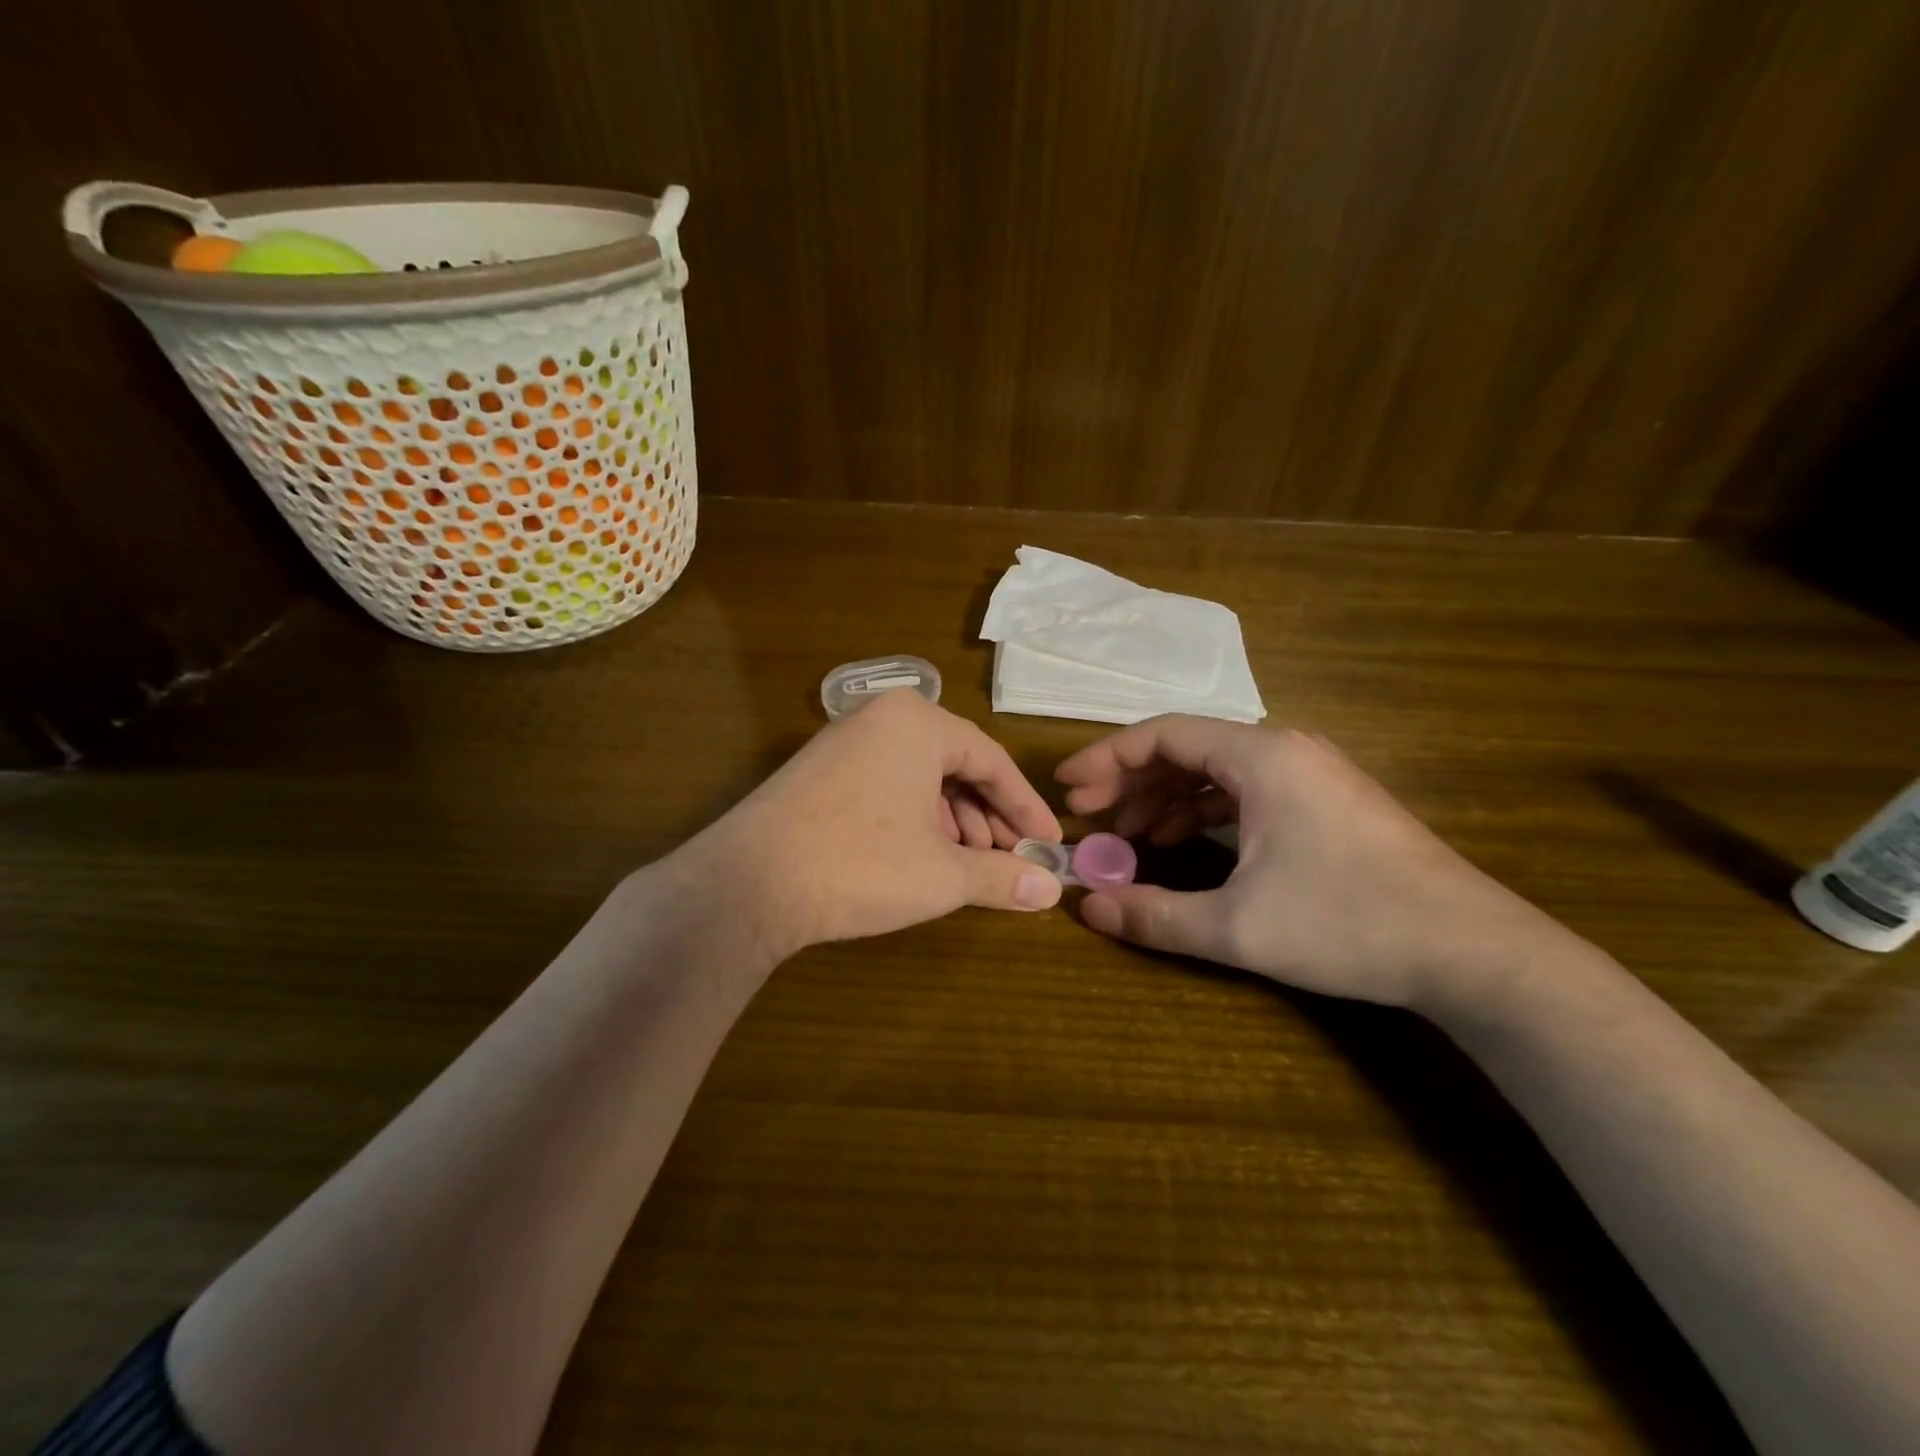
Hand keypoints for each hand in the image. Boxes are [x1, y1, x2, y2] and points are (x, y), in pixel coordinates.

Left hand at [682, 689, 1062, 956]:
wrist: (748, 883)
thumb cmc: (860, 864)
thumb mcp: (942, 874)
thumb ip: (1002, 876)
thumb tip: (1051, 889)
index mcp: (919, 723)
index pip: (993, 761)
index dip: (1025, 807)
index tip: (1050, 842)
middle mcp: (882, 719)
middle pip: (956, 766)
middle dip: (987, 817)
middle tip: (1008, 860)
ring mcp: (844, 742)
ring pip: (920, 778)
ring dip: (952, 822)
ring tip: (967, 866)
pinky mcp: (819, 772)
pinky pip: (887, 785)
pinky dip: (914, 819)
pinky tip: (922, 857)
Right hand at [1054, 717, 1556, 1007]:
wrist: (1474, 952)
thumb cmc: (1349, 923)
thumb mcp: (1238, 927)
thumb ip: (1155, 915)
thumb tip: (1087, 910)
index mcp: (1261, 757)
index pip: (1163, 734)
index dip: (1106, 759)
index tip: (1067, 790)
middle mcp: (1284, 750)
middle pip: (1186, 748)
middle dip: (1130, 782)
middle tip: (1088, 819)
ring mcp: (1309, 775)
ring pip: (1215, 770)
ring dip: (1164, 798)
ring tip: (1127, 837)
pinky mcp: (1324, 803)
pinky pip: (1244, 791)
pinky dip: (1203, 811)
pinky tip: (1182, 842)